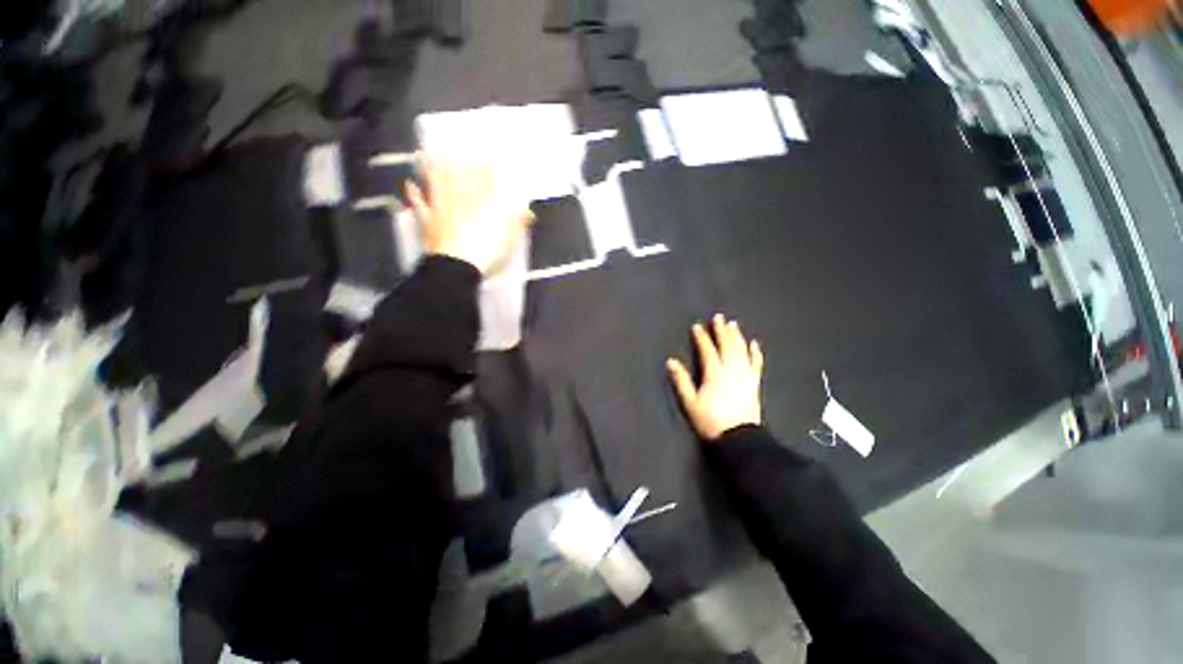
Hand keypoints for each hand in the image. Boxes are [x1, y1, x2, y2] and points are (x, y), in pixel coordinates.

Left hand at [405, 162, 532, 274]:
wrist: (459, 264)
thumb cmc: (488, 248)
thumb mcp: (510, 236)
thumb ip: (518, 221)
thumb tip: (529, 211)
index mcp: (483, 201)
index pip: (486, 180)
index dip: (488, 170)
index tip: (489, 162)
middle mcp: (461, 198)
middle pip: (459, 176)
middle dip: (459, 163)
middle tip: (455, 150)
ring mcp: (441, 207)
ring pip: (436, 183)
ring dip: (434, 170)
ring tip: (430, 157)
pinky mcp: (427, 220)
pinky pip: (419, 204)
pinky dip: (414, 194)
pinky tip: (410, 184)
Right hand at [667, 314, 763, 440]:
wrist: (739, 438)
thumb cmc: (710, 420)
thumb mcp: (690, 402)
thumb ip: (681, 381)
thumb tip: (671, 362)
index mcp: (714, 373)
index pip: (707, 350)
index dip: (702, 337)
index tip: (697, 326)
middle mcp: (731, 370)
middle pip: (726, 346)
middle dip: (721, 331)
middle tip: (718, 317)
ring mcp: (745, 375)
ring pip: (741, 351)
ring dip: (736, 336)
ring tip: (733, 324)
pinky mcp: (754, 383)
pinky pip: (756, 364)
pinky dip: (755, 353)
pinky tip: (754, 344)